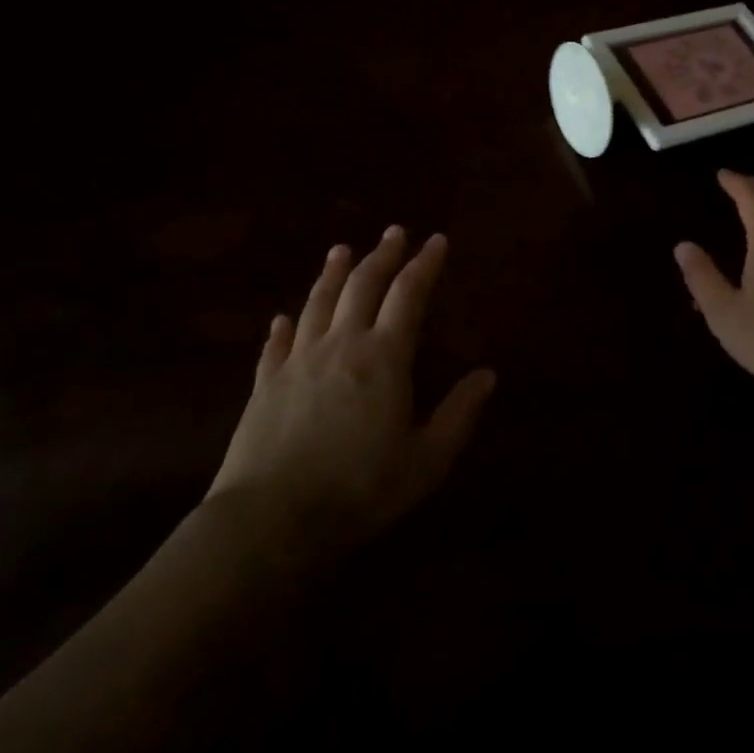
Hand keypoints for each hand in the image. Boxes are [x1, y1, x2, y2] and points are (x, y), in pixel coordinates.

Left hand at [205, 227, 495, 562]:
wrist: (271, 520)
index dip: (424, 265)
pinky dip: (283, 326)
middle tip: (394, 232)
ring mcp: (298, 361)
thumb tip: (488, 375)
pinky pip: (276, 344)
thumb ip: (459, 414)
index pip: (408, 295)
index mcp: (384, 357)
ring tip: (341, 250)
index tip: (436, 240)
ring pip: (318, 303)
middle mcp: (341, 345)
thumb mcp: (426, 460)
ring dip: (333, 273)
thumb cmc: (359, 490)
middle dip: (382, 255)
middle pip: (362, 286)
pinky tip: (282, 317)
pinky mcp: (265, 384)